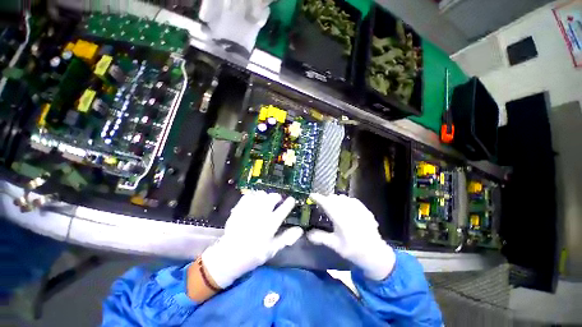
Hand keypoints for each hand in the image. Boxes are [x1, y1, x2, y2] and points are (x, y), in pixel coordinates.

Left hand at [202, 191, 303, 287]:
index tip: (291, 200)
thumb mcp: (273, 249)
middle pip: (273, 197)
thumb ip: (287, 238)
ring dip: (266, 196)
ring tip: (266, 201)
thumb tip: (300, 230)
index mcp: (271, 223)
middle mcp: (261, 213)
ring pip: (261, 194)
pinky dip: (254, 196)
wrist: (229, 255)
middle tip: (278, 201)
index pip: (284, 208)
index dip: (290, 202)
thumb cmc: (254, 254)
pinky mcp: (239, 208)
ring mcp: (249, 209)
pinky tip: (254, 201)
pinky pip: (249, 195)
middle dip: (277, 197)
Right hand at [307, 194, 395, 280]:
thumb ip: (321, 237)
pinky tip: (345, 207)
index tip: (311, 195)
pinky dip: (345, 201)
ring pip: (343, 197)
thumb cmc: (353, 250)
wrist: (375, 253)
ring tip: (333, 205)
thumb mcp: (335, 245)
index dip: (318, 198)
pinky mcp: (364, 209)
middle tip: (322, 205)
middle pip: (334, 198)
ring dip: (335, 199)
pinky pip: (352, 200)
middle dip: (326, 199)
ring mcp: (358, 209)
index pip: (326, 204)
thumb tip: (307, 234)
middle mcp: (349, 211)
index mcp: (340, 219)